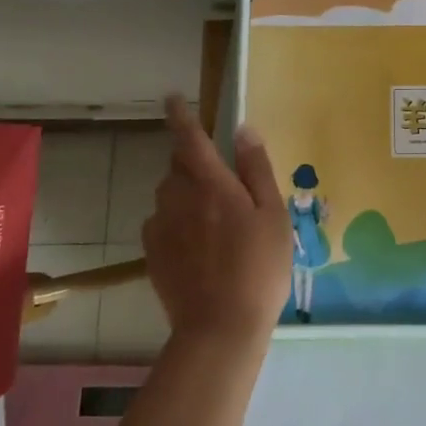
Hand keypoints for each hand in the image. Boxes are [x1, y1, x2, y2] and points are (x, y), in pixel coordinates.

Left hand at [140, 95, 293, 347]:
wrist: (220, 327)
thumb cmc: (259, 267)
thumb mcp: (273, 215)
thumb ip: (256, 170)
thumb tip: (244, 130)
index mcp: (211, 184)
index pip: (191, 139)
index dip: (181, 116)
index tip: (172, 98)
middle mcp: (178, 197)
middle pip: (178, 165)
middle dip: (193, 161)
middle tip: (221, 183)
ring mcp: (161, 226)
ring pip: (168, 194)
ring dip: (185, 192)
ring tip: (213, 220)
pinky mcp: (152, 253)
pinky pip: (161, 222)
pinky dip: (176, 220)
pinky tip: (197, 245)